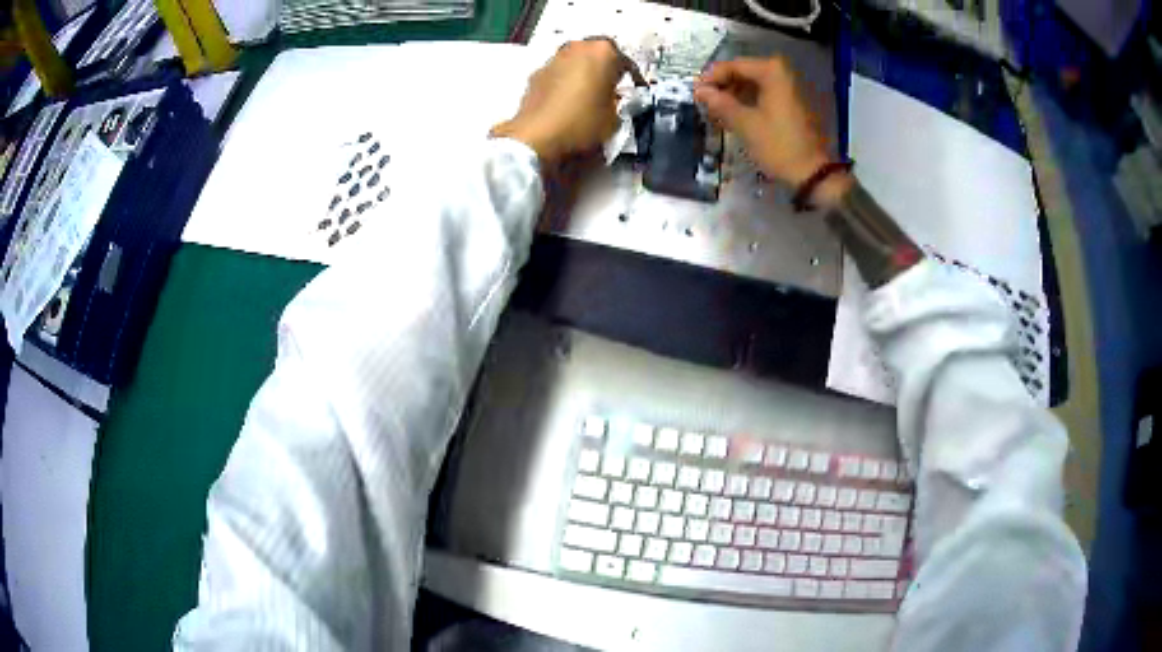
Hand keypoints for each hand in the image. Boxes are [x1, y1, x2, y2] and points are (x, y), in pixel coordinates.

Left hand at [491, 38, 630, 165]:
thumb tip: (615, 98)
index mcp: (603, 51)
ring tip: (588, 93)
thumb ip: (619, 101)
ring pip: (575, 61)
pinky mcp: (536, 73)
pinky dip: (565, 82)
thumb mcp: (615, 117)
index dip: (633, 79)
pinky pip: (558, 74)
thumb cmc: (583, 123)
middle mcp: (577, 46)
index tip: (635, 93)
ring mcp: (553, 58)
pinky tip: (567, 100)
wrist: (536, 137)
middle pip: (597, 54)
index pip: (626, 62)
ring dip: (583, 72)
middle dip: (605, 68)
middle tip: (610, 88)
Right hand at [694, 57, 850, 206]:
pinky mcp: (793, 104)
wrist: (812, 173)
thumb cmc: (778, 146)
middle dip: (723, 87)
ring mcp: (790, 88)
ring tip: (717, 112)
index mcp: (772, 72)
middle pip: (743, 73)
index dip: (711, 78)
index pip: (732, 66)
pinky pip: (764, 95)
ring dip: (734, 95)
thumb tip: (699, 91)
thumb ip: (719, 103)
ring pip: (753, 84)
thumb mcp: (745, 124)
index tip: (695, 93)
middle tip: (705, 104)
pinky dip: (748, 102)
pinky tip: (735, 116)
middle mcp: (782, 74)